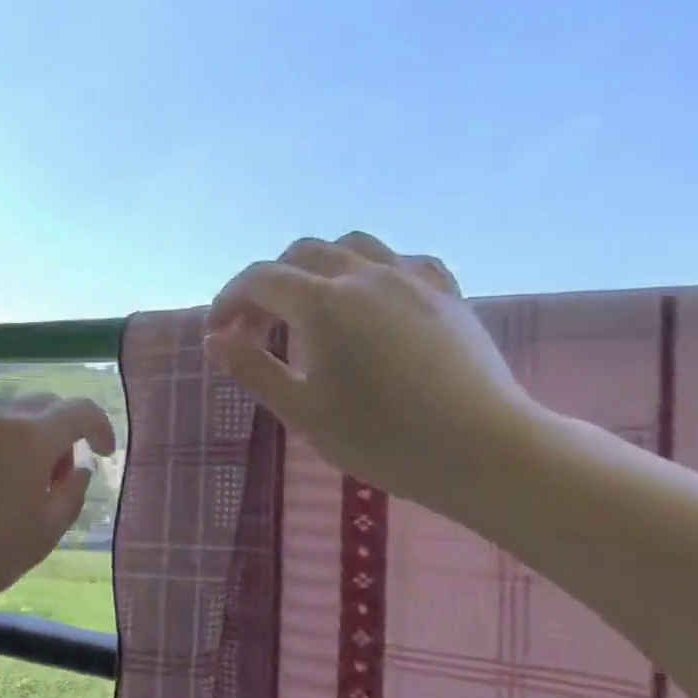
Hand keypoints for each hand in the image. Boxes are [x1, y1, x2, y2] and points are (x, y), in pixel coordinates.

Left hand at [0, 395, 116, 622]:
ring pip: (3, 420)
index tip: (103, 452)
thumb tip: (78, 469)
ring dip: (20, 443)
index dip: (100, 427)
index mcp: (29, 438)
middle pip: (40, 407)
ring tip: (10, 490)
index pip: (79, 410)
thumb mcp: (42, 535)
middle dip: (59, 434)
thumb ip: (71, 494)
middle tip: (53, 478)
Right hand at [204, 231, 545, 513]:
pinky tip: (369, 303)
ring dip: (316, 267)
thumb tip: (216, 338)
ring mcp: (411, 280)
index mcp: (323, 303)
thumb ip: (252, 368)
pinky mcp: (446, 294)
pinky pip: (399, 261)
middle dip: (268, 284)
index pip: (260, 280)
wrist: (482, 449)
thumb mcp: (301, 410)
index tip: (217, 334)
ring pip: (351, 247)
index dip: (229, 300)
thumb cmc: (380, 437)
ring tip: (309, 307)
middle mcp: (365, 276)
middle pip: (301, 254)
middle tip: (256, 328)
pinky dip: (369, 272)